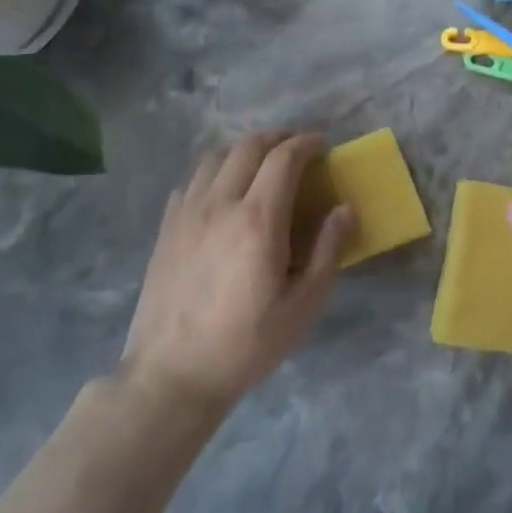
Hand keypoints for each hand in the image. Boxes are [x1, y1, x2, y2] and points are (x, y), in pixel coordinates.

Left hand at [118, 131, 352, 416]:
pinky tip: (225, 190)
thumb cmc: (247, 343)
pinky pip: (192, 179)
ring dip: (244, 149)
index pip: (284, 158)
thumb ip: (328, 250)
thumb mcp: (304, 305)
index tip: (323, 145)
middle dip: (278, 137)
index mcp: (258, 220)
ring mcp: (187, 214)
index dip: (307, 143)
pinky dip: (215, 170)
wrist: (173, 375)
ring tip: (263, 163)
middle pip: (248, 146)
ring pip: (215, 156)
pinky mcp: (167, 228)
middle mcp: (219, 204)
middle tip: (298, 149)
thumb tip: (345, 209)